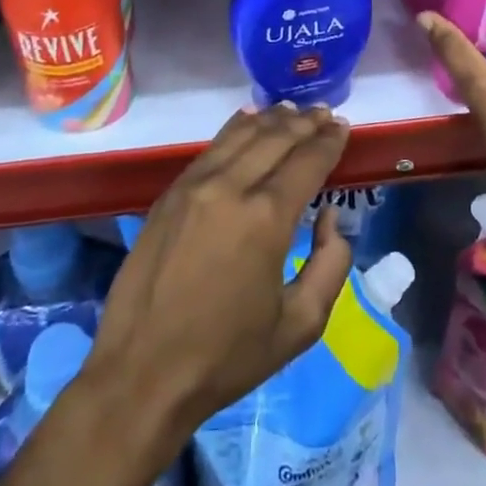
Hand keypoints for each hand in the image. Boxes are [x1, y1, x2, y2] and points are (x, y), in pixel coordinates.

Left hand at [88, 103, 353, 437]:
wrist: (142, 374)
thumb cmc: (227, 356)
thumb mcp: (300, 325)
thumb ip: (330, 263)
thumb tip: (329, 215)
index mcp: (267, 219)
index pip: (307, 161)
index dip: (329, 141)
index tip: (343, 127)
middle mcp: (231, 187)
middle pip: (276, 138)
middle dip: (305, 123)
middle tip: (325, 113)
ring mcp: (195, 185)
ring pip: (241, 134)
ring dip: (272, 119)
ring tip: (294, 111)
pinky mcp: (170, 193)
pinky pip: (212, 147)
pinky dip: (237, 128)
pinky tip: (249, 120)